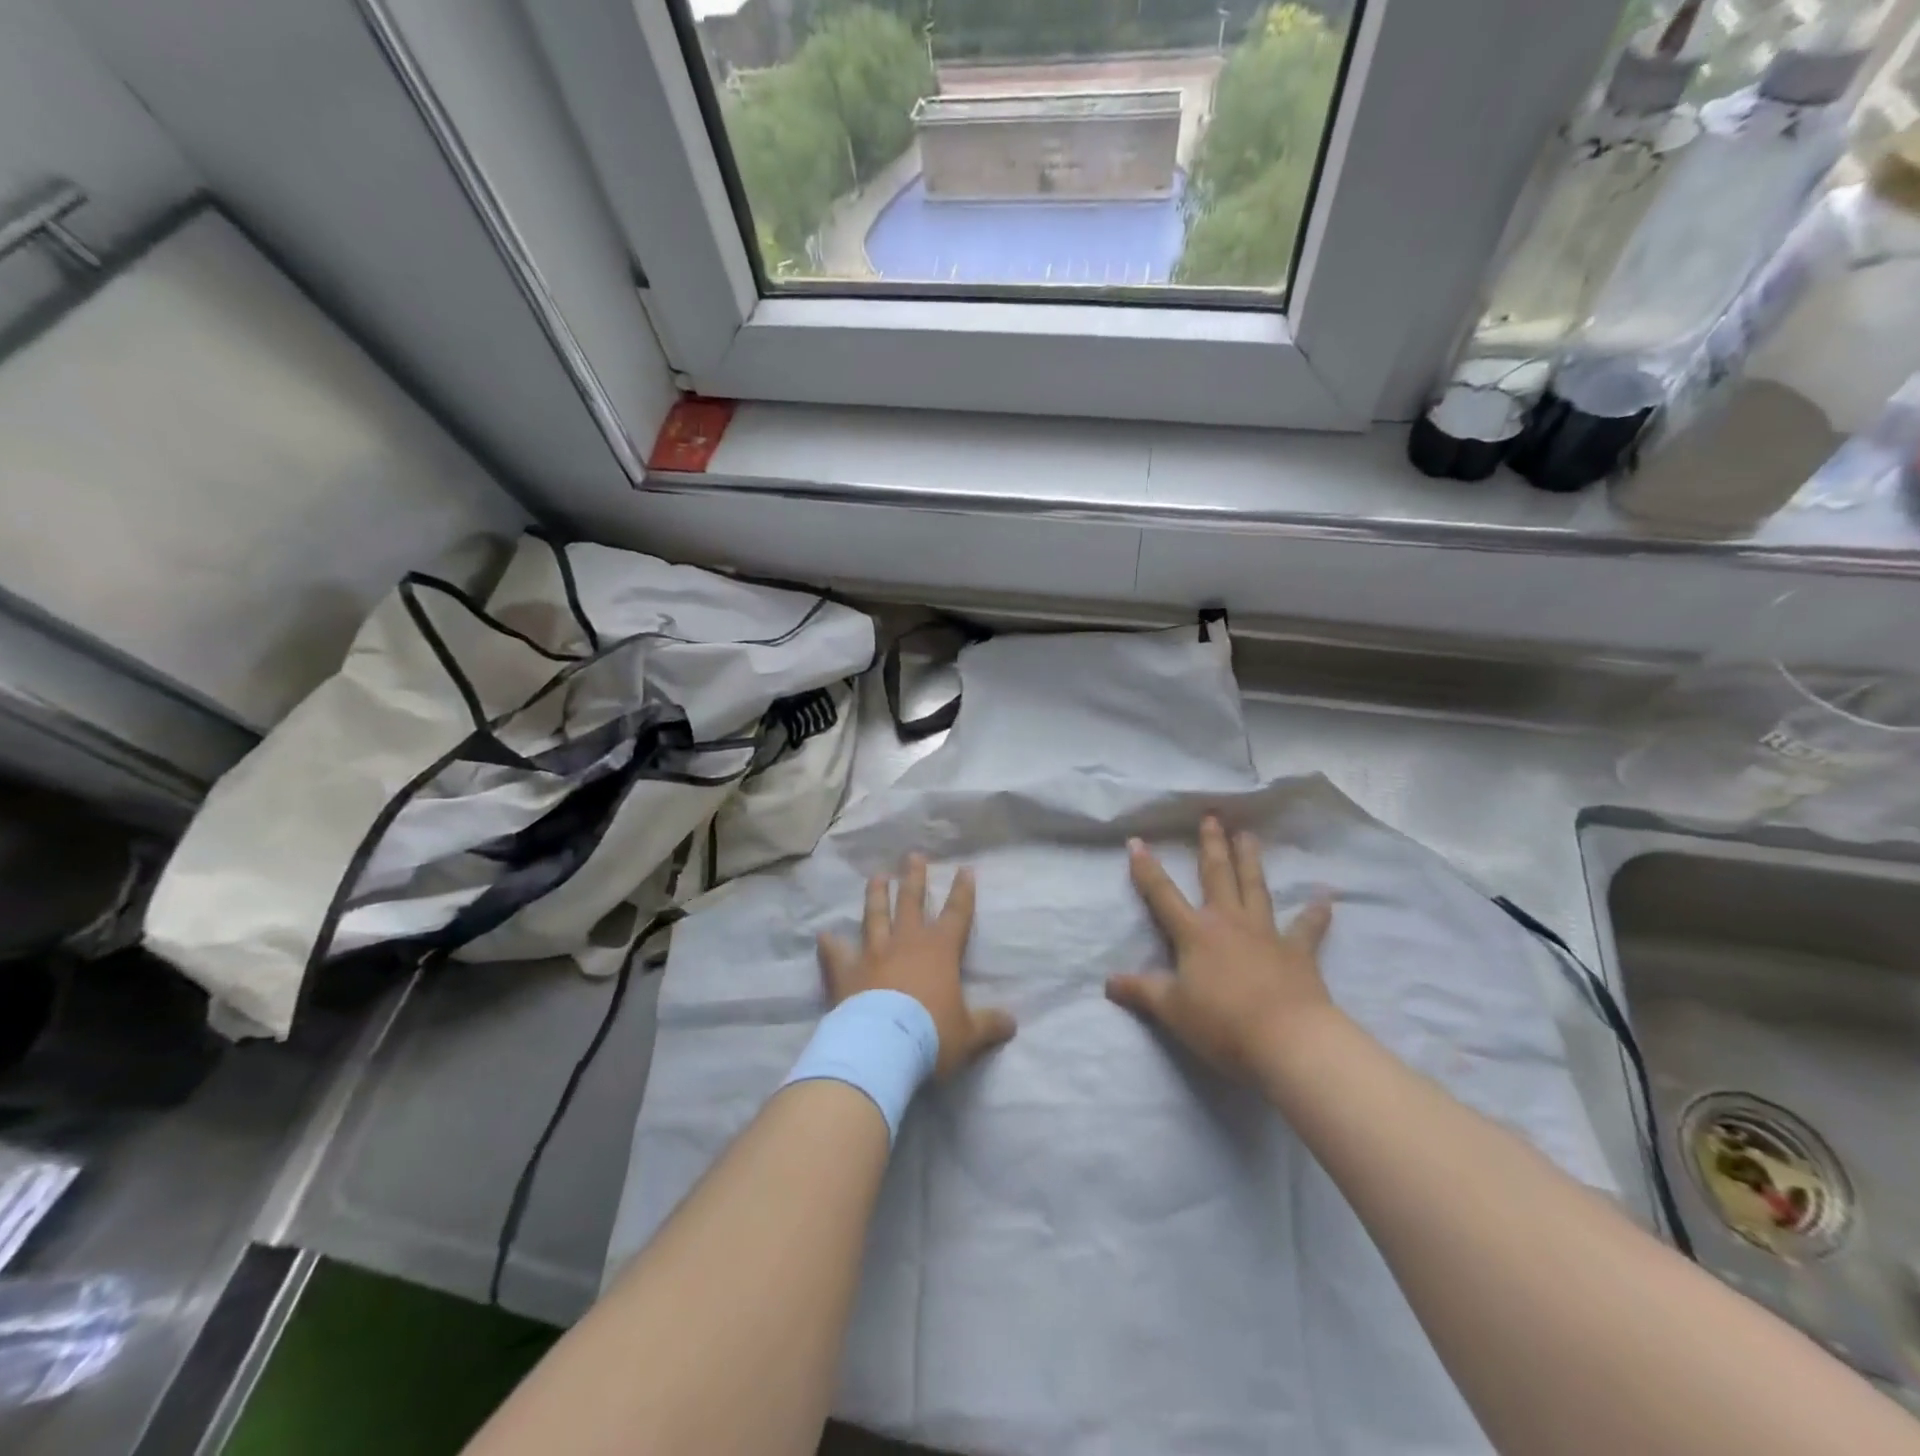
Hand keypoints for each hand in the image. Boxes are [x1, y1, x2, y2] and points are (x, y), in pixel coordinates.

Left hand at [818, 854, 1015, 1077]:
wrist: (882, 1047)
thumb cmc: (931, 1035)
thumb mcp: (969, 1034)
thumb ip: (989, 1024)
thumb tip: (1012, 1023)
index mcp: (940, 951)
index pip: (957, 914)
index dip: (962, 892)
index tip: (964, 869)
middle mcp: (906, 943)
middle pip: (911, 902)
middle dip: (914, 878)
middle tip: (913, 856)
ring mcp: (873, 954)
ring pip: (875, 916)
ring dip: (876, 896)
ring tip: (877, 876)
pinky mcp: (846, 972)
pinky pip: (836, 955)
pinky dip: (829, 945)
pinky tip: (822, 935)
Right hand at [1106, 817, 1336, 1085]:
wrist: (1287, 1040)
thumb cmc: (1222, 1023)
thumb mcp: (1171, 1009)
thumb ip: (1141, 991)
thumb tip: (1108, 982)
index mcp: (1194, 933)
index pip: (1162, 894)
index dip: (1147, 869)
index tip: (1136, 841)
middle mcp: (1228, 922)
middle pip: (1217, 876)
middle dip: (1211, 845)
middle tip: (1212, 816)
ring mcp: (1266, 933)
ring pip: (1255, 887)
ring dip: (1251, 860)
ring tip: (1248, 835)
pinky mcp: (1298, 952)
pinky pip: (1308, 927)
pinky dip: (1316, 912)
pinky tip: (1325, 897)